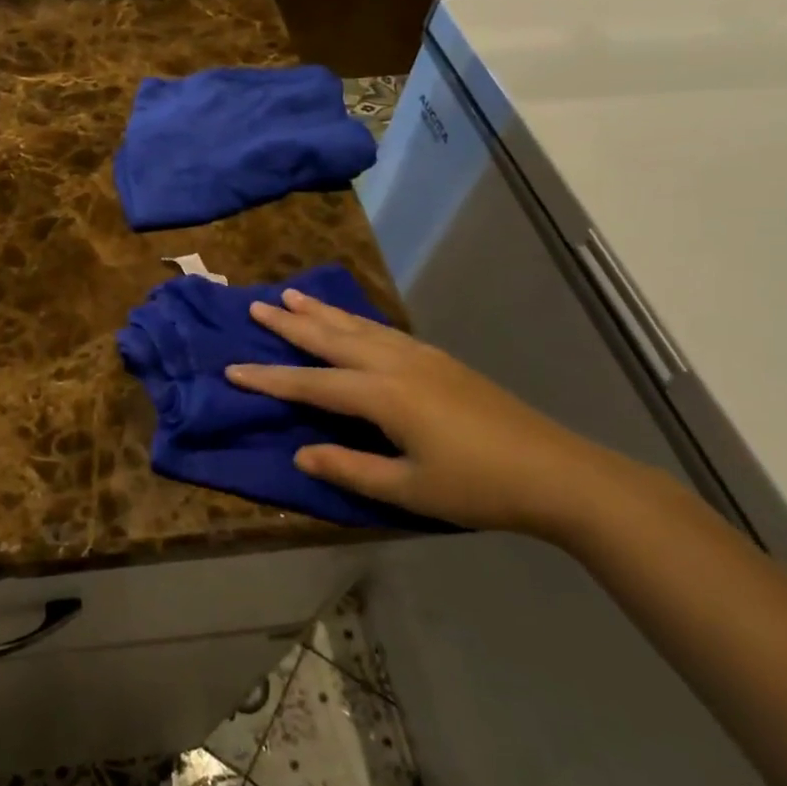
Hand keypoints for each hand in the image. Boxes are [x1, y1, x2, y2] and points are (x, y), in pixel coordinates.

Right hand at [225, 288, 633, 538]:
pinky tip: (351, 320)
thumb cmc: (477, 487)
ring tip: (292, 296)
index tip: (230, 369)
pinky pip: (382, 330)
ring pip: (358, 327)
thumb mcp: (407, 489)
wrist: (556, 472)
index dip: (269, 379)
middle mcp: (395, 364)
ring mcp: (420, 357)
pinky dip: (355, 320)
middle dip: (290, 324)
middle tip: (255, 306)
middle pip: (331, 338)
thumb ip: (349, 468)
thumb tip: (299, 453)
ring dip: (322, 312)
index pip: (311, 384)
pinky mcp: (439, 359)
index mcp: (382, 395)